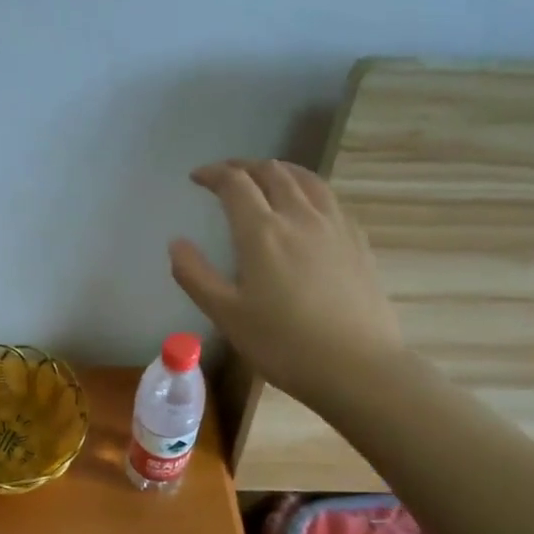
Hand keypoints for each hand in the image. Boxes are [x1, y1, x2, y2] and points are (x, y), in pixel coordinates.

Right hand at [169, 159, 403, 405]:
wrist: (357, 367)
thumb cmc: (283, 344)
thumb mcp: (226, 315)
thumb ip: (195, 275)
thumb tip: (176, 243)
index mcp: (261, 232)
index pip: (234, 183)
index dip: (213, 174)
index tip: (197, 178)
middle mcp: (299, 216)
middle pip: (272, 172)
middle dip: (244, 167)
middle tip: (226, 175)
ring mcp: (334, 226)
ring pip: (306, 179)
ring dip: (279, 170)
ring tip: (266, 177)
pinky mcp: (357, 242)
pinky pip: (330, 198)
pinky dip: (308, 188)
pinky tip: (307, 205)